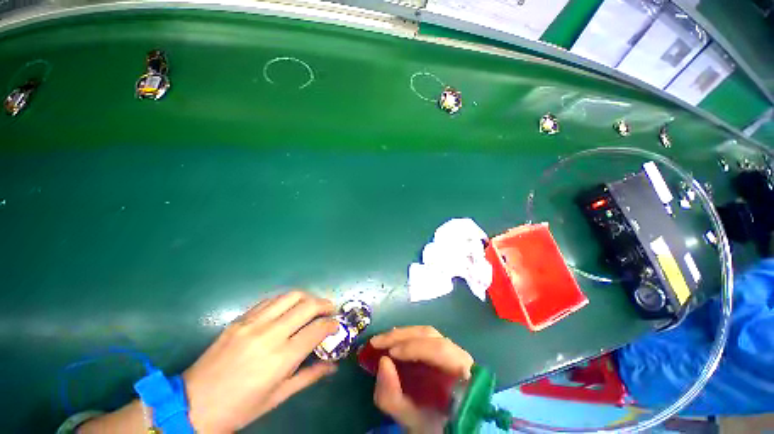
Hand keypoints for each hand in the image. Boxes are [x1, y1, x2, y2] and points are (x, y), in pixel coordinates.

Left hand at [182, 291, 338, 432]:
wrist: (192, 404)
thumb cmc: (240, 408)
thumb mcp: (278, 397)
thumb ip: (309, 376)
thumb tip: (333, 365)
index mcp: (281, 358)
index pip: (317, 329)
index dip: (331, 325)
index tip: (336, 326)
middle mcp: (270, 334)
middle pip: (308, 305)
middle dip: (325, 304)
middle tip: (330, 310)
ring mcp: (253, 323)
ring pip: (290, 296)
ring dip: (308, 297)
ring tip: (313, 305)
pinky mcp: (240, 319)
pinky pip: (270, 300)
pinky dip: (286, 300)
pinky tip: (289, 307)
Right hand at [369, 326, 473, 433]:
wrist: (447, 425)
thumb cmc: (434, 426)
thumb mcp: (412, 419)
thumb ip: (394, 397)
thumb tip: (382, 362)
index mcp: (460, 372)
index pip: (439, 350)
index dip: (414, 348)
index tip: (390, 353)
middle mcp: (457, 353)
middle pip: (429, 334)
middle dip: (401, 336)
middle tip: (377, 342)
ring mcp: (449, 348)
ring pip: (424, 332)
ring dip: (400, 334)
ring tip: (381, 340)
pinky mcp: (440, 347)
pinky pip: (422, 337)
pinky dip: (404, 337)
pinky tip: (391, 340)